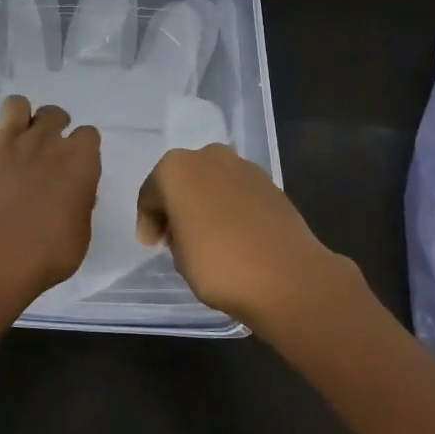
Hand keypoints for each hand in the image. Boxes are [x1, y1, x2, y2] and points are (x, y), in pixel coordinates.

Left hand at [0, 95, 101, 302]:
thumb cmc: (48, 251)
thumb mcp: (79, 233)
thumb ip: (78, 205)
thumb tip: (73, 195)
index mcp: (79, 160)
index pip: (89, 134)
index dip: (82, 147)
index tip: (76, 163)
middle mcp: (46, 141)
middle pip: (54, 113)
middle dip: (52, 125)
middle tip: (46, 149)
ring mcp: (9, 140)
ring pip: (16, 104)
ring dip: (19, 118)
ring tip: (16, 139)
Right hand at [135, 143, 360, 330]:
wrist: (286, 276)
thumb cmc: (218, 264)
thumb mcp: (178, 257)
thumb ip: (175, 234)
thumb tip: (186, 229)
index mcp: (175, 169)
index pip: (150, 194)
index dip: (148, 221)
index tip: (152, 245)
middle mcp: (208, 157)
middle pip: (182, 181)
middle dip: (176, 205)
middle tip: (176, 239)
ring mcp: (243, 167)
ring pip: (211, 183)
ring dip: (205, 204)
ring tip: (207, 238)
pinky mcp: (270, 183)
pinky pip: (237, 193)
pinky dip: (230, 208)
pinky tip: (234, 235)